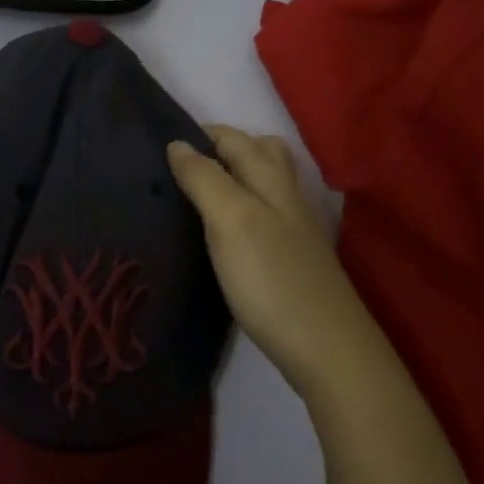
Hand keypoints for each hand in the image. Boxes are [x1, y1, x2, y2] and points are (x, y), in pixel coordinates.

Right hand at [167, 125, 391, 400]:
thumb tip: (177, 144)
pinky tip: (224, 233)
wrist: (326, 348)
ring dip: (233, 177)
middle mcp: (287, 195)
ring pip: (264, 183)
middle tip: (177, 170)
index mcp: (271, 178)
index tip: (157, 147)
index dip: (198, 135)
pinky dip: (242, 208)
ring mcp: (295, 227)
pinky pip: (265, 214)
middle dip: (220, 148)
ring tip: (196, 195)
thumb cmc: (271, 279)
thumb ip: (205, 179)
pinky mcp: (293, 257)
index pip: (231, 138)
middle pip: (257, 152)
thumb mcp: (231, 221)